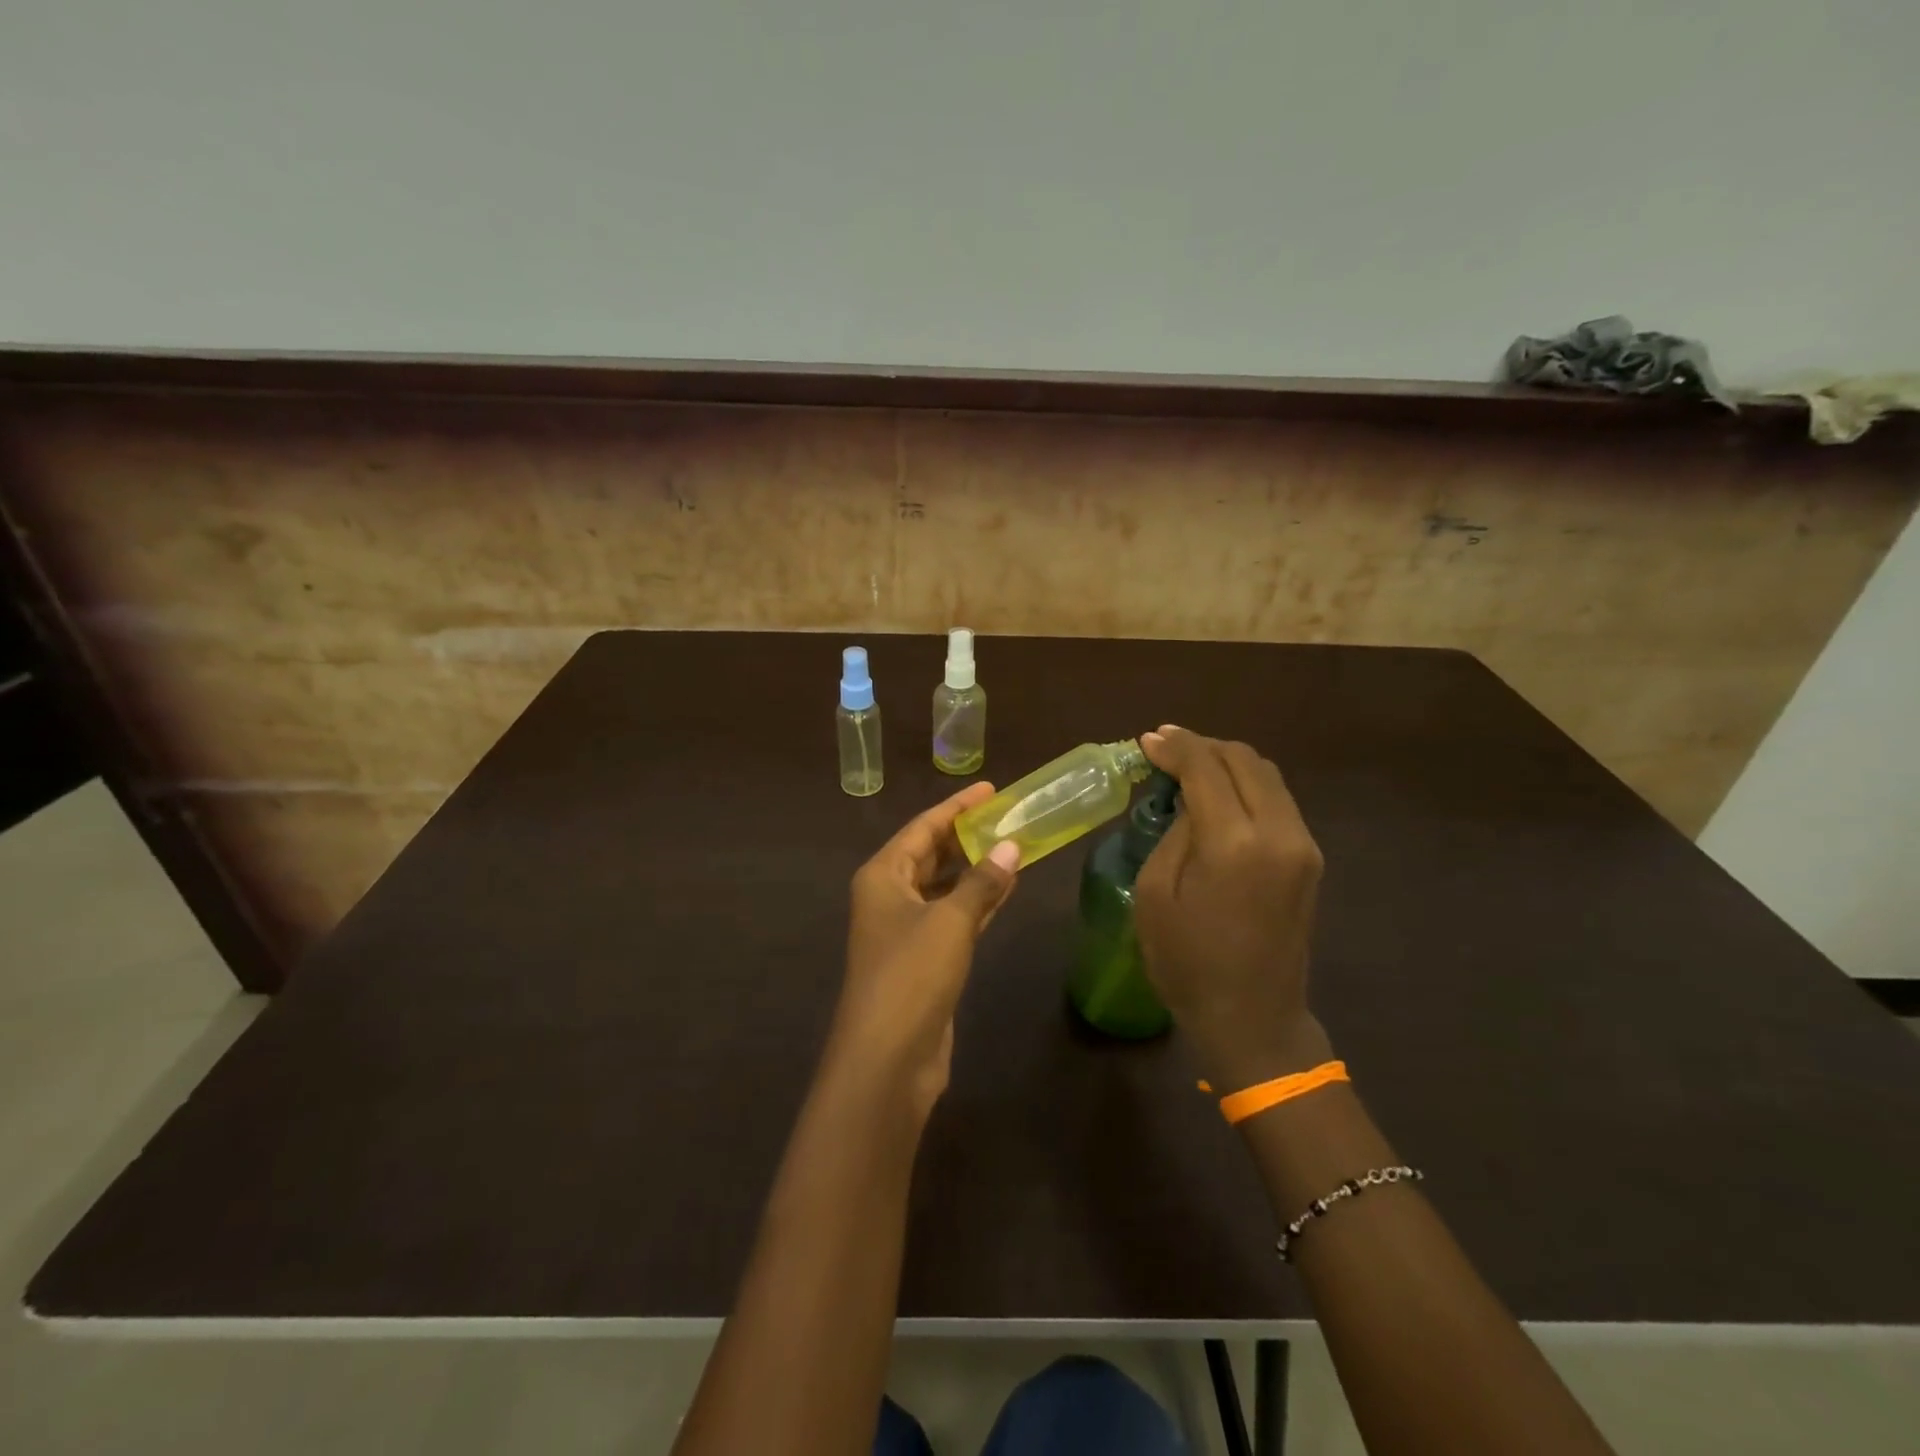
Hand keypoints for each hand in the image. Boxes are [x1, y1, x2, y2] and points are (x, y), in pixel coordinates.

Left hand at [830, 782, 1020, 1118]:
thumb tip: (1011, 846)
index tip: (990, 788)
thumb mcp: (950, 921)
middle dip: (966, 835)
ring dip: (975, 869)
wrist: (887, 1058)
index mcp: (883, 875)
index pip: (922, 827)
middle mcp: (889, 896)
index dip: (956, 807)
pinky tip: (1005, 889)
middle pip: (930, 854)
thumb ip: (982, 882)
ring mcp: (905, 930)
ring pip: (944, 886)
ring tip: (1013, 846)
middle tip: (1007, 815)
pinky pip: (953, 916)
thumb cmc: (911, 975)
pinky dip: (977, 901)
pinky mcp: (923, 960)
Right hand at [1135, 726, 1332, 1090]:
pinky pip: (1277, 799)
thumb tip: (1187, 800)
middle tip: (1165, 749)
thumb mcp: (1156, 894)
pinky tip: (1218, 794)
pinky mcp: (1309, 858)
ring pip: (1266, 774)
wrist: (1254, 1018)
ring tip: (1189, 767)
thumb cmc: (1188, 963)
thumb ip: (1174, 833)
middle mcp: (1278, 833)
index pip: (1206, 768)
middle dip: (1202, 746)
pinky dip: (1245, 784)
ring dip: (1226, 761)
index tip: (1148, 741)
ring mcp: (1302, 844)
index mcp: (1234, 843)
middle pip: (1243, 759)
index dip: (1175, 747)